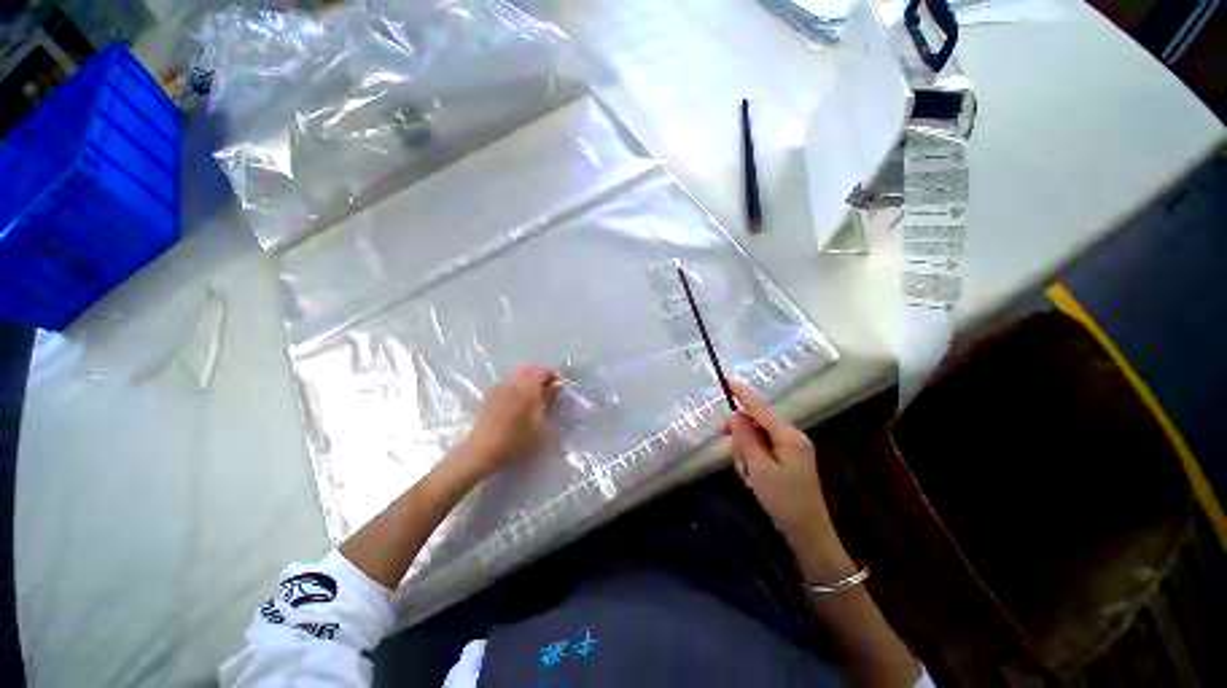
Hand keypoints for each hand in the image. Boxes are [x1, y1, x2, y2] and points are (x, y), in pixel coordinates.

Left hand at [464, 363, 560, 472]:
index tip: (558, 390)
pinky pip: (508, 386)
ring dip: (528, 384)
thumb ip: (549, 400)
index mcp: (527, 387)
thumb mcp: (541, 425)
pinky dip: (517, 390)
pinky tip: (517, 408)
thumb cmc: (516, 441)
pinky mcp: (489, 396)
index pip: (543, 369)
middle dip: (541, 377)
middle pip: (530, 369)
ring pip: (518, 377)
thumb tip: (556, 386)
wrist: (482, 452)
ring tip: (533, 402)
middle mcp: (512, 383)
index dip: (554, 376)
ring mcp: (498, 388)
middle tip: (547, 393)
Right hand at [724, 381, 851, 577]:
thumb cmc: (784, 501)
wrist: (809, 535)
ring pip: (757, 439)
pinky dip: (753, 461)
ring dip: (746, 453)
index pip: (761, 409)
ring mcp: (791, 450)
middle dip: (741, 436)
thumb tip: (735, 414)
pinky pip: (763, 451)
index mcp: (789, 436)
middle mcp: (792, 438)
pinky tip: (752, 478)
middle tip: (731, 452)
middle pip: (757, 424)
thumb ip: (746, 438)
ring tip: (747, 475)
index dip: (744, 395)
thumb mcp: (759, 468)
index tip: (728, 381)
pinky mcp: (788, 462)